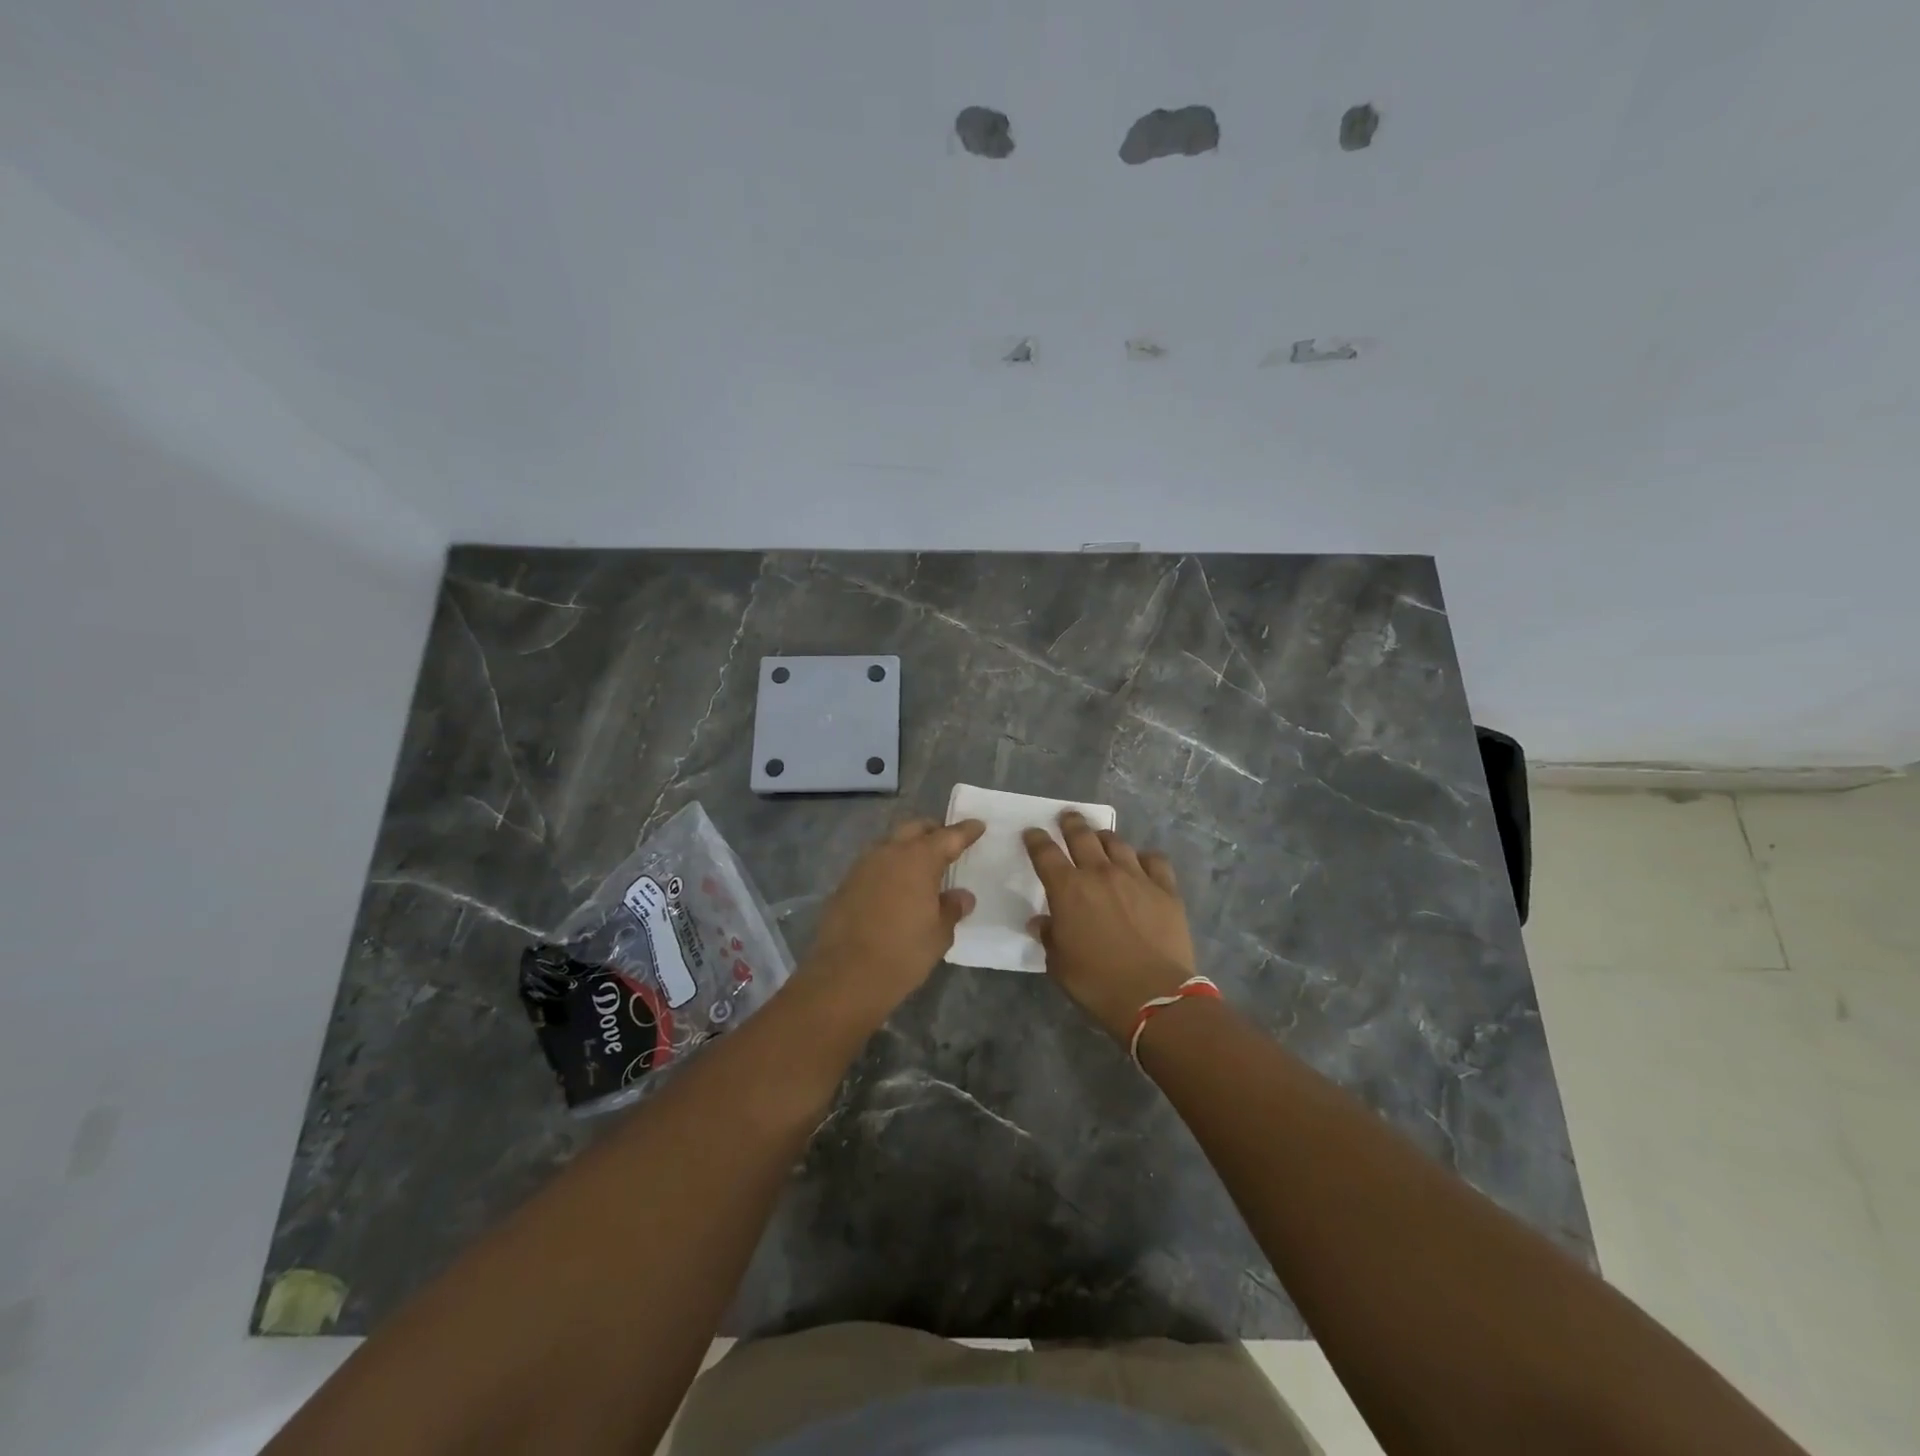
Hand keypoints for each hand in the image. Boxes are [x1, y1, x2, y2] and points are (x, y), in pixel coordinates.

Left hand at [802, 817, 985, 1024]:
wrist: (845, 976)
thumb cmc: (903, 953)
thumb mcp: (939, 935)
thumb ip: (952, 908)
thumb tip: (961, 896)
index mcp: (918, 859)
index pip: (948, 836)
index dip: (966, 831)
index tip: (978, 826)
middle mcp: (889, 852)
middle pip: (915, 828)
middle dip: (933, 831)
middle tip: (948, 844)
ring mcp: (863, 865)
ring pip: (891, 843)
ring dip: (908, 847)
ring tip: (922, 866)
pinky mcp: (846, 882)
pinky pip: (874, 863)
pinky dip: (890, 866)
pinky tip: (896, 886)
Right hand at [1024, 812, 1196, 1041]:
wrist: (1154, 996)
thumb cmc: (1097, 983)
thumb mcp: (1059, 964)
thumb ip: (1049, 936)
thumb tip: (1042, 922)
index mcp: (1068, 889)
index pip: (1045, 853)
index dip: (1036, 840)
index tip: (1032, 833)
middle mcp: (1100, 873)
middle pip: (1082, 835)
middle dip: (1071, 823)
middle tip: (1067, 817)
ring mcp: (1136, 877)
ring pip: (1117, 843)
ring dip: (1104, 838)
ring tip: (1101, 838)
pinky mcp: (1165, 889)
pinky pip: (1154, 860)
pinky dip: (1144, 857)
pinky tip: (1142, 862)